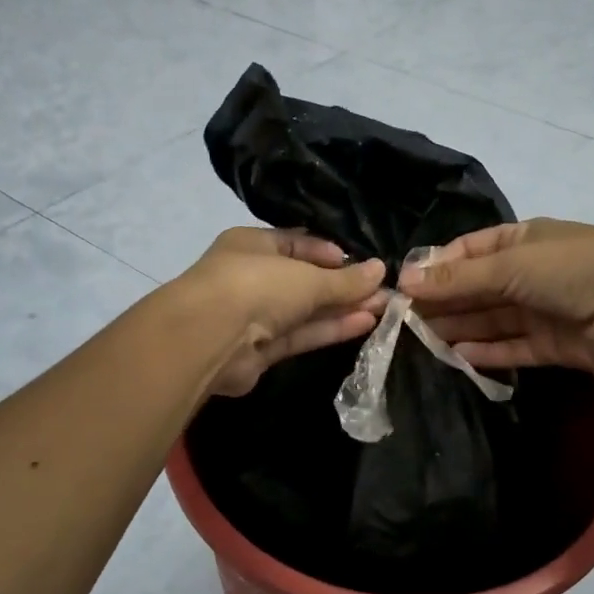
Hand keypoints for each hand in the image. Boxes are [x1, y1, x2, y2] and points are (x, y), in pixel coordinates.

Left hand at [180, 228, 386, 396]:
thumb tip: (381, 271)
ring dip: (341, 309)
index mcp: (253, 245)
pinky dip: (328, 329)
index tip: (361, 262)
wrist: (208, 338)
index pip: (296, 243)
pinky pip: (300, 334)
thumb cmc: (256, 286)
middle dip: (343, 286)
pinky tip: (364, 323)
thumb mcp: (307, 277)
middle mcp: (251, 277)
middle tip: (384, 290)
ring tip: (384, 308)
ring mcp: (253, 315)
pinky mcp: (259, 350)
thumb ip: (345, 280)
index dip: (329, 252)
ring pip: (304, 310)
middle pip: (304, 279)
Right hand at [399, 219, 593, 371]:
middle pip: (474, 290)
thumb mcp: (509, 265)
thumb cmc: (570, 268)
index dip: (435, 269)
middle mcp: (526, 274)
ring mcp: (539, 310)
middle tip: (402, 323)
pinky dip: (486, 353)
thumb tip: (405, 281)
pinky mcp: (550, 345)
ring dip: (458, 329)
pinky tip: (457, 357)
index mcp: (518, 242)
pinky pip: (510, 348)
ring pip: (489, 321)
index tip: (402, 289)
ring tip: (420, 343)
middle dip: (442, 303)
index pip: (465, 253)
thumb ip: (458, 279)